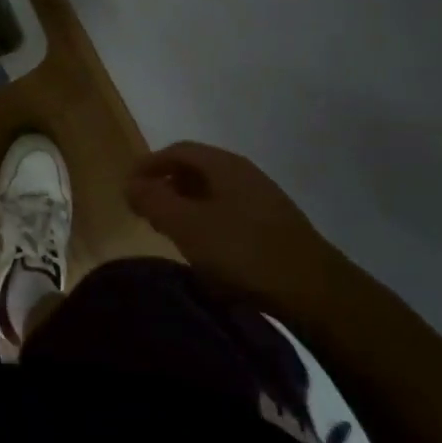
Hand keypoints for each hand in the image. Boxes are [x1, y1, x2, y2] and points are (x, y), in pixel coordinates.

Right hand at [125, 141, 345, 317]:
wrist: (314, 292)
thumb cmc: (242, 251)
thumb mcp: (186, 225)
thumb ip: (154, 201)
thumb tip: (130, 184)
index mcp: (224, 165)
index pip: (177, 150)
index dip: (148, 165)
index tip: (127, 188)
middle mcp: (244, 174)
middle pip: (195, 168)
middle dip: (165, 184)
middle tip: (144, 209)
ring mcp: (262, 200)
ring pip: (212, 192)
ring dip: (185, 204)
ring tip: (168, 229)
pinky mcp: (273, 226)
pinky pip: (228, 211)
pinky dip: (206, 220)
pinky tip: (203, 247)